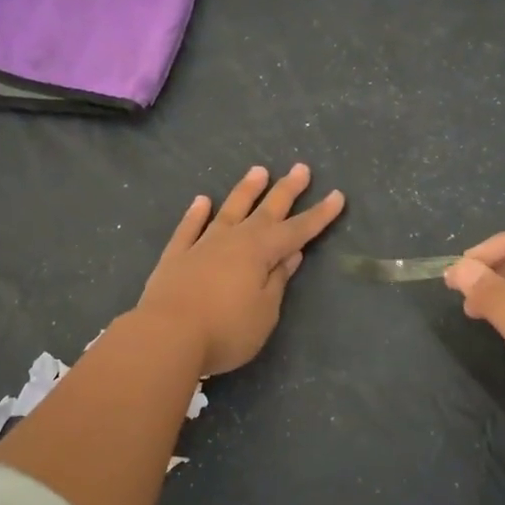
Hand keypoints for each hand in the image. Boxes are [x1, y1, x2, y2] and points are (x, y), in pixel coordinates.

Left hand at [134, 164, 344, 376]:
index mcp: (260, 253)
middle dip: (286, 190)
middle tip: (301, 168)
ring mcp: (202, 245)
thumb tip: (290, 254)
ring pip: (229, 210)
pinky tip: (202, 200)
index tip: (337, 196)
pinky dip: (196, 213)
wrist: (166, 336)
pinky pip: (189, 228)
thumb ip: (277, 280)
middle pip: (265, 211)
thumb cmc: (226, 330)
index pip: (297, 231)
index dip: (318, 215)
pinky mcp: (176, 256)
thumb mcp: (265, 312)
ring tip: (258, 170)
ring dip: (245, 191)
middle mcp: (233, 240)